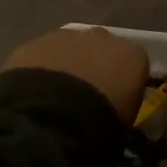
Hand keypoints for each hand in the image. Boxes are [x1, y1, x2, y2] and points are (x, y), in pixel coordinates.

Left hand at [1, 28, 150, 121]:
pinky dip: (39, 69)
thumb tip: (113, 108)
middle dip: (94, 67)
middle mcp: (102, 38)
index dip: (124, 82)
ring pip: (70, 48)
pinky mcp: (33, 42)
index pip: (134, 64)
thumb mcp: (123, 126)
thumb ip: (123, 107)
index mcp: (132, 56)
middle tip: (83, 97)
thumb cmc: (97, 130)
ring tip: (54, 97)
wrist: (46, 124)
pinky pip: (42, 54)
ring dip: (66, 65)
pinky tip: (31, 93)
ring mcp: (66, 36)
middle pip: (101, 49)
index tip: (115, 101)